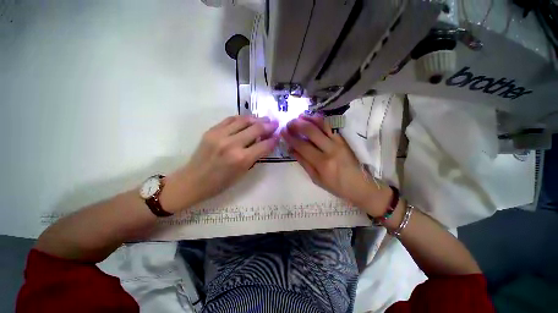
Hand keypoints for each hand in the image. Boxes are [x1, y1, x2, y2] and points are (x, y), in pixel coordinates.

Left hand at [163, 115, 278, 211]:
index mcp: (241, 159)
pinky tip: (248, 119)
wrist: (193, 181)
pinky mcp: (211, 130)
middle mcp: (232, 144)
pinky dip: (242, 118)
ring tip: (264, 119)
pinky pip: (230, 119)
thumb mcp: (242, 173)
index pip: (264, 145)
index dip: (273, 140)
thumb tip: (265, 144)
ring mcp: (220, 135)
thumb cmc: (220, 183)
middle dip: (268, 125)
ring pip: (244, 120)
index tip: (278, 136)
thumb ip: (255, 157)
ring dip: (257, 118)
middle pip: (256, 129)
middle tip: (275, 123)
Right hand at [280, 115, 390, 216]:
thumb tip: (292, 150)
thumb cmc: (337, 186)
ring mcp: (339, 142)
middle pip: (311, 132)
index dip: (290, 138)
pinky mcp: (345, 139)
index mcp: (322, 163)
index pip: (302, 146)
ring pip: (322, 125)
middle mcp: (331, 149)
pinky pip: (332, 126)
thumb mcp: (317, 179)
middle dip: (297, 125)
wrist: (362, 186)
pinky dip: (321, 120)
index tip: (283, 132)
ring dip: (309, 119)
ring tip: (299, 116)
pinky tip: (313, 118)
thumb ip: (304, 163)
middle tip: (289, 123)